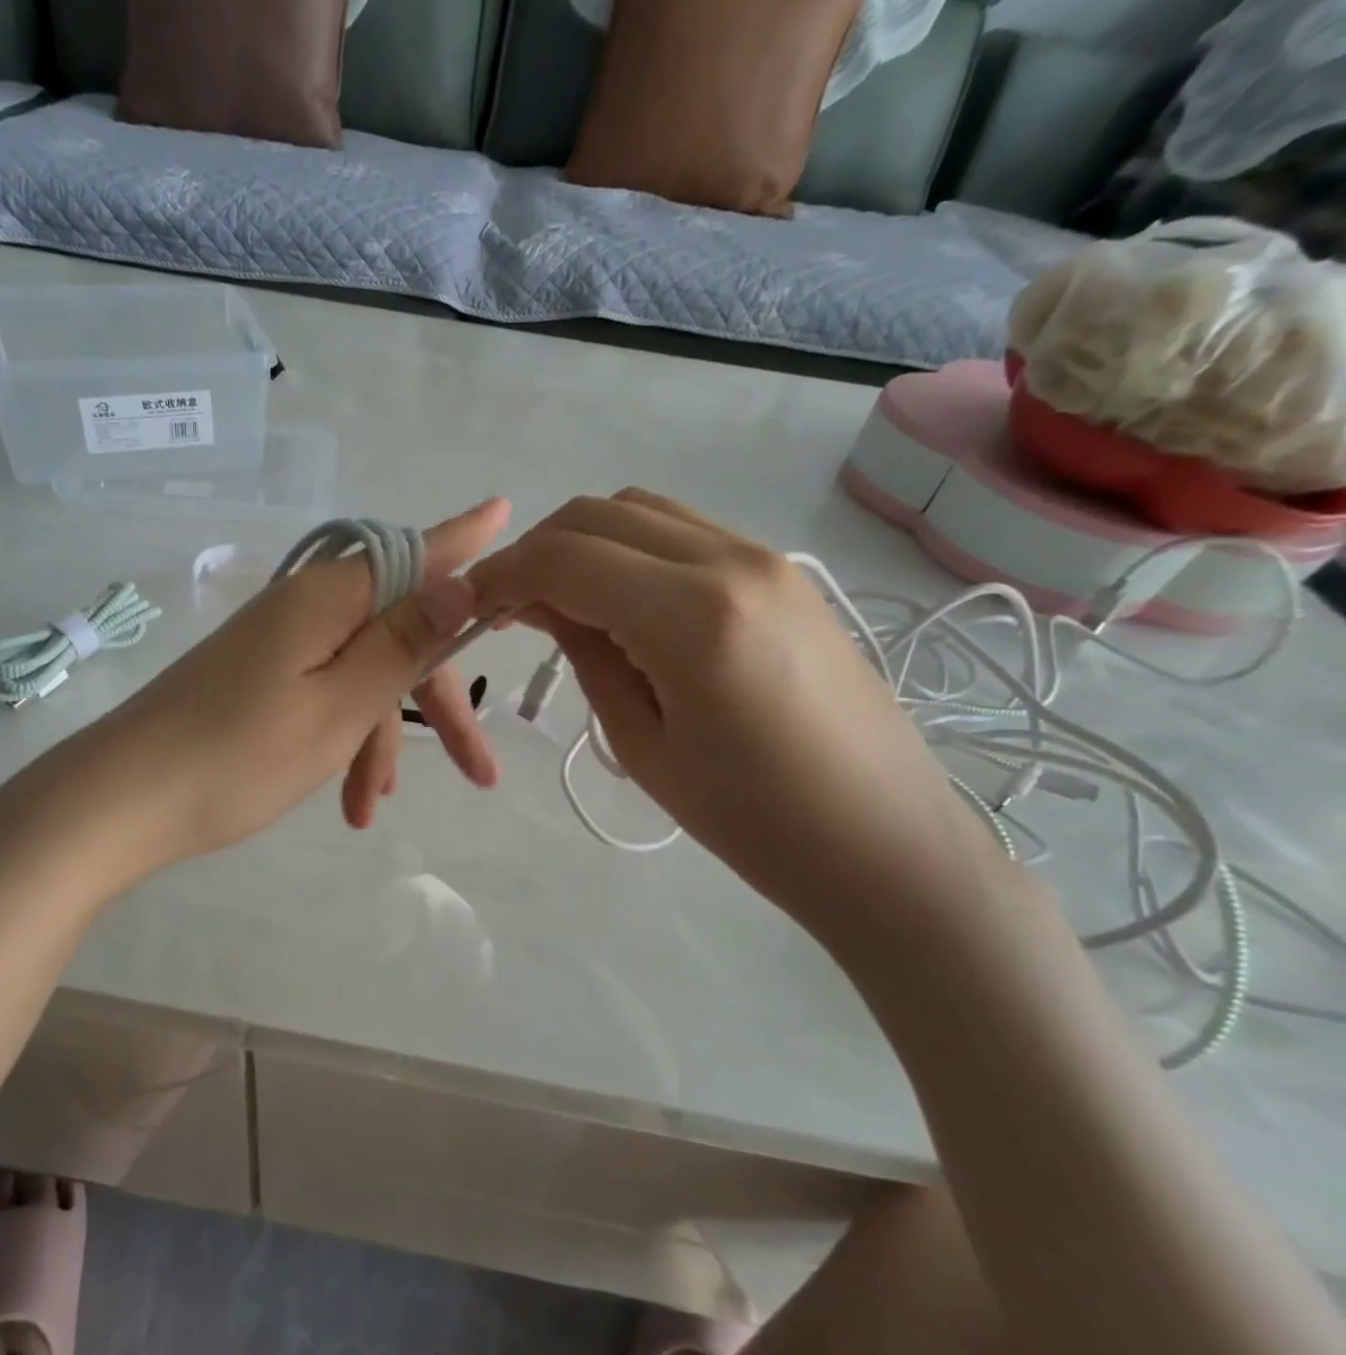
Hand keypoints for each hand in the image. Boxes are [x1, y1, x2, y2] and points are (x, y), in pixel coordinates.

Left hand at [69, 498, 509, 876]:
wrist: (119, 802)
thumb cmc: (238, 756)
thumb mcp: (339, 706)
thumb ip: (403, 643)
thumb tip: (462, 581)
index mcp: (330, 599)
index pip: (415, 554)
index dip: (464, 540)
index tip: (506, 511)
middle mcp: (306, 608)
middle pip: (397, 635)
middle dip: (437, 705)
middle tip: (481, 772)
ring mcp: (279, 644)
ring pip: (360, 677)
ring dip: (378, 742)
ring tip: (374, 810)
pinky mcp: (259, 677)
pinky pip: (323, 696)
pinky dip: (342, 742)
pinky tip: (347, 798)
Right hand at [468, 491, 1014, 932]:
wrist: (884, 843)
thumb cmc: (753, 822)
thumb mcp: (642, 744)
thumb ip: (586, 655)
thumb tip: (542, 605)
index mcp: (691, 616)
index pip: (566, 558)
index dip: (503, 575)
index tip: (470, 606)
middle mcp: (731, 561)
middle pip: (600, 513)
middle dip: (537, 551)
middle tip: (510, 608)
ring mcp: (765, 558)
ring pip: (643, 510)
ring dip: (586, 544)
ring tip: (563, 604)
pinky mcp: (783, 573)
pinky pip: (685, 533)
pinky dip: (632, 550)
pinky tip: (623, 604)